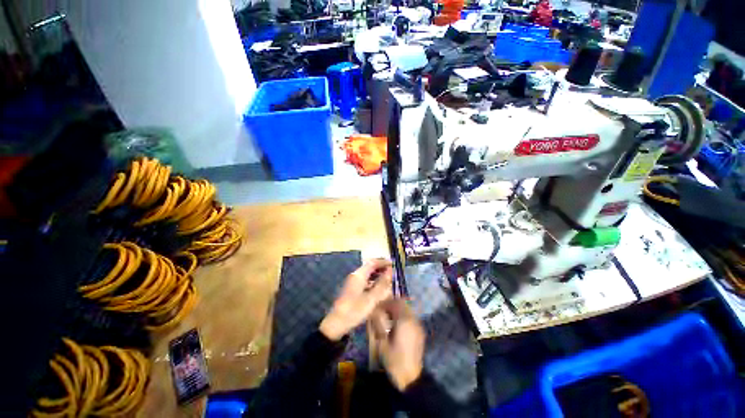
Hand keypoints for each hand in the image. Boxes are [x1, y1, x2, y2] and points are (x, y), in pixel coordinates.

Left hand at [319, 259, 392, 340]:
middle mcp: (355, 275)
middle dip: (381, 268)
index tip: (393, 264)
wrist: (336, 324)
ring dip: (377, 274)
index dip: (383, 262)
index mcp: (359, 275)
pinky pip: (364, 280)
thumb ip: (381, 284)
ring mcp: (352, 282)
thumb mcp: (371, 298)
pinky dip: (373, 281)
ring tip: (388, 279)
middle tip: (392, 272)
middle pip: (369, 267)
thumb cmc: (355, 310)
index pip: (372, 263)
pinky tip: (378, 287)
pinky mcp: (351, 289)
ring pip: (367, 274)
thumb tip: (390, 272)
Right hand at [370, 299, 424, 390]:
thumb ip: (378, 324)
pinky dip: (403, 315)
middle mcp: (413, 319)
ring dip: (398, 309)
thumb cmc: (395, 361)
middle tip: (382, 310)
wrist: (411, 378)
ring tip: (388, 317)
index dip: (385, 302)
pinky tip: (396, 325)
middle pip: (402, 303)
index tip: (377, 307)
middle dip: (391, 304)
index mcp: (404, 320)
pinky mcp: (420, 331)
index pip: (394, 303)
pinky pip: (411, 316)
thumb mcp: (382, 343)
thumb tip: (373, 311)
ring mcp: (418, 325)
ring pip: (407, 309)